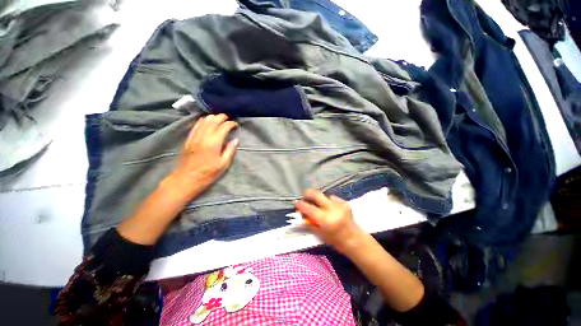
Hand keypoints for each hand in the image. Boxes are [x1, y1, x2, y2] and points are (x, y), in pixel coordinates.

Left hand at [167, 114, 238, 198]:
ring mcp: (194, 137)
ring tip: (219, 117)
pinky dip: (202, 121)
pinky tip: (205, 120)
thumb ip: (230, 151)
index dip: (230, 124)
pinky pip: (195, 126)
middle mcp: (203, 137)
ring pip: (203, 121)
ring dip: (212, 117)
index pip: (223, 128)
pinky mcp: (189, 139)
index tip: (236, 124)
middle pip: (213, 121)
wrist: (186, 178)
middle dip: (221, 117)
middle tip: (228, 117)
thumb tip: (235, 140)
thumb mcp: (223, 164)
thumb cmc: (208, 173)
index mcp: (214, 143)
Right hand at [294, 189, 364, 255]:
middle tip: (304, 197)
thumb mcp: (320, 234)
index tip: (295, 203)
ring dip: (319, 199)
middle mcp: (332, 208)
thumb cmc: (336, 241)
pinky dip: (328, 201)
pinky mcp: (344, 202)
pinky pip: (332, 198)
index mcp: (325, 219)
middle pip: (315, 194)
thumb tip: (301, 215)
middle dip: (307, 193)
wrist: (354, 239)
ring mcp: (339, 204)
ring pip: (324, 195)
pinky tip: (330, 208)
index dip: (299, 204)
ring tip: (319, 206)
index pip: (308, 208)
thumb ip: (309, 223)